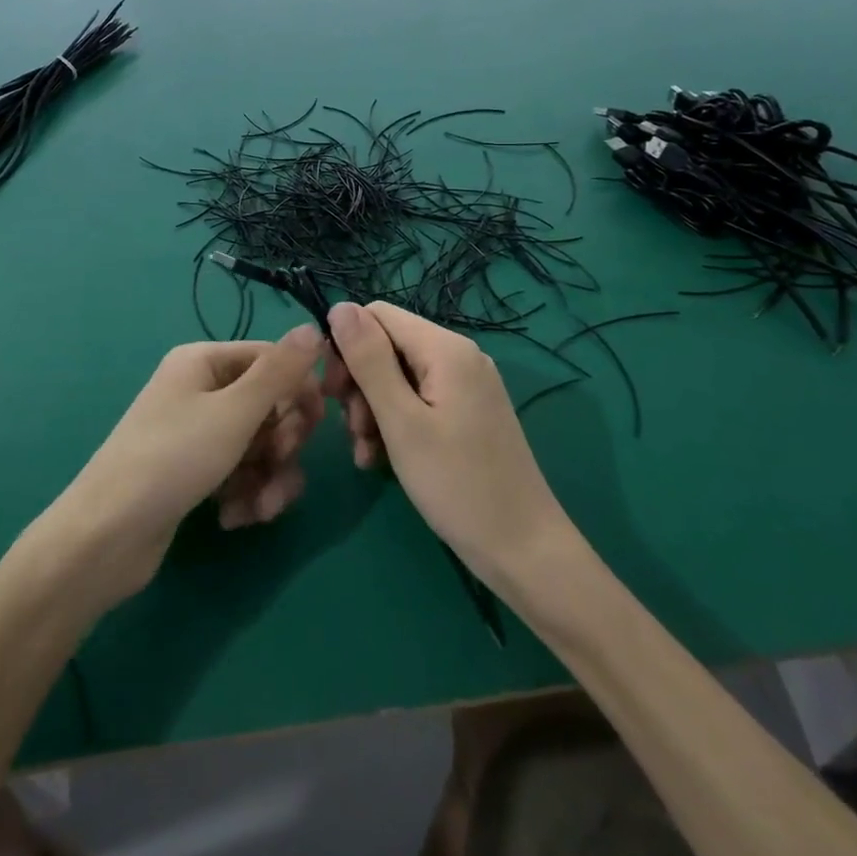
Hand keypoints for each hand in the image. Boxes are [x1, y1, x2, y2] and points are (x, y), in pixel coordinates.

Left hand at [44, 326, 326, 605]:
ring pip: (259, 446)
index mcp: (204, 362)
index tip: (317, 423)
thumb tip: (314, 326)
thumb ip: (280, 371)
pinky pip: (239, 473)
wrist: (106, 536)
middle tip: (278, 463)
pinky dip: (245, 494)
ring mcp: (196, 434)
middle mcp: (200, 390)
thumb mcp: (235, 411)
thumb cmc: (173, 459)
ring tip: (260, 507)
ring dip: (269, 478)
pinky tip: (233, 518)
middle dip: (283, 442)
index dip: (299, 390)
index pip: (272, 360)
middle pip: (269, 406)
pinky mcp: (194, 473)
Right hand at [323, 301, 571, 587]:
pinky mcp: (468, 411)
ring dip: (372, 409)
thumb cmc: (457, 484)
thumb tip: (339, 307)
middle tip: (352, 430)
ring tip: (365, 452)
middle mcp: (459, 355)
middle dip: (360, 383)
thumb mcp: (401, 421)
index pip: (376, 315)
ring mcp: (467, 384)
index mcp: (445, 348)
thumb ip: (369, 360)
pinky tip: (381, 458)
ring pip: (398, 376)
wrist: (523, 548)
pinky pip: (418, 400)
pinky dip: (395, 422)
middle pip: (387, 345)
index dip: (346, 345)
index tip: (333, 393)